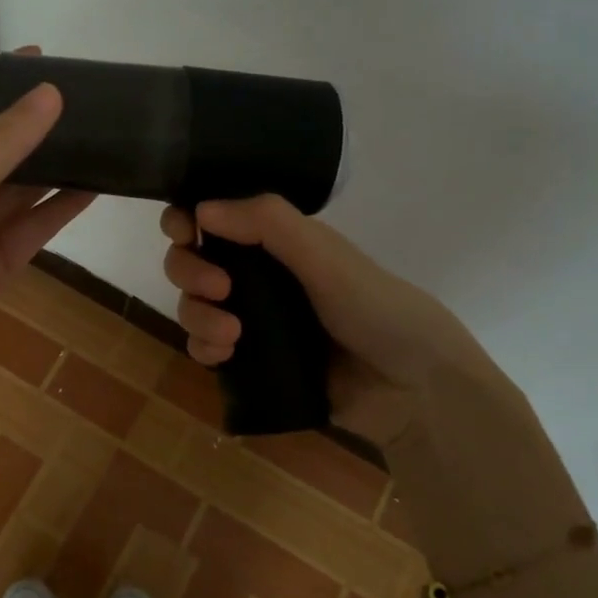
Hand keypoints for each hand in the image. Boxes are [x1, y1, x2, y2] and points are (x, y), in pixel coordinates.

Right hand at [159, 194, 522, 451]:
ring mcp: (252, 319)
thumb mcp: (326, 258)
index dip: (187, 221)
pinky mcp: (251, 361)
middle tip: (218, 288)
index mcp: (276, 241)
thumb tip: (201, 208)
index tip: (183, 233)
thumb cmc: (377, 309)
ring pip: (194, 305)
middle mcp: (257, 275)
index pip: (214, 218)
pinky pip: (206, 347)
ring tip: (230, 334)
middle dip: (190, 270)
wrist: (414, 390)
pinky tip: (222, 354)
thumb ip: (269, 224)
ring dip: (197, 314)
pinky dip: (203, 346)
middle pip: (192, 260)